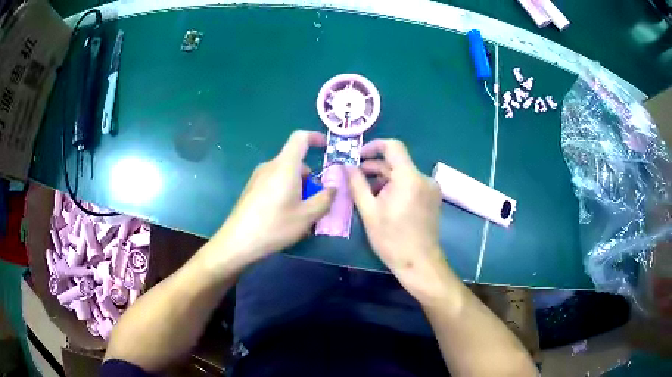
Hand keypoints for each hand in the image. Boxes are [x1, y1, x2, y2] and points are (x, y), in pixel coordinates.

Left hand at [203, 130, 334, 273]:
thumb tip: (333, 188)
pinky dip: (285, 191)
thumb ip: (325, 199)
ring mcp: (258, 177)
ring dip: (298, 187)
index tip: (326, 148)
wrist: (238, 241)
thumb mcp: (307, 216)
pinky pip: (274, 182)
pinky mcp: (251, 189)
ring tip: (301, 213)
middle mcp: (270, 166)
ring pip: (285, 174)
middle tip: (316, 201)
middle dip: (310, 177)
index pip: (300, 138)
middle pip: (295, 161)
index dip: (315, 137)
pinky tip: (285, 216)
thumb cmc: (275, 225)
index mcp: (285, 166)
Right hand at [347, 139, 450, 302]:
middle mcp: (424, 177)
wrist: (420, 263)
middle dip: (374, 167)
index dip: (373, 147)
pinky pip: (411, 183)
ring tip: (366, 192)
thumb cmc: (392, 239)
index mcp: (409, 177)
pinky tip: (384, 201)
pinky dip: (396, 186)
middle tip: (355, 177)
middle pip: (397, 161)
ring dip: (384, 178)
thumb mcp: (369, 211)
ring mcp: (430, 188)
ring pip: (403, 173)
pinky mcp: (432, 197)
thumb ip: (357, 184)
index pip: (393, 146)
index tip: (357, 157)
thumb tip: (346, 166)